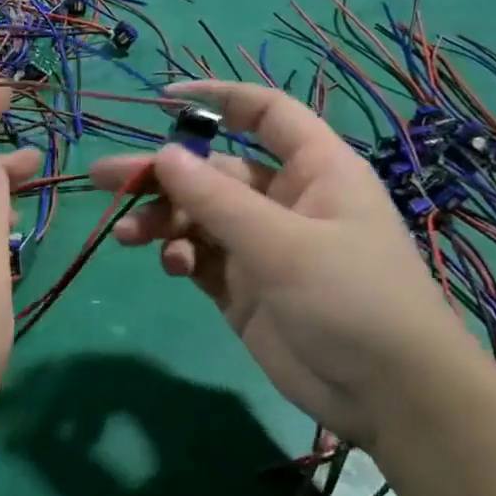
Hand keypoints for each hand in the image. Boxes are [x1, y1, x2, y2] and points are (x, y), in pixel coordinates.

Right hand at [89, 82, 478, 450]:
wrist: (389, 397)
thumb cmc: (352, 299)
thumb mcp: (282, 243)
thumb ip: (217, 199)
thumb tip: (163, 154)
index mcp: (313, 170)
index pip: (264, 113)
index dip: (217, 98)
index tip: (161, 101)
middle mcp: (285, 200)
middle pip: (213, 172)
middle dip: (162, 176)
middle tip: (106, 178)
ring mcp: (262, 245)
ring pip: (199, 216)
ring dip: (162, 220)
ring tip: (127, 235)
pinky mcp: (244, 287)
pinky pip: (201, 256)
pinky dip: (181, 256)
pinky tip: (173, 267)